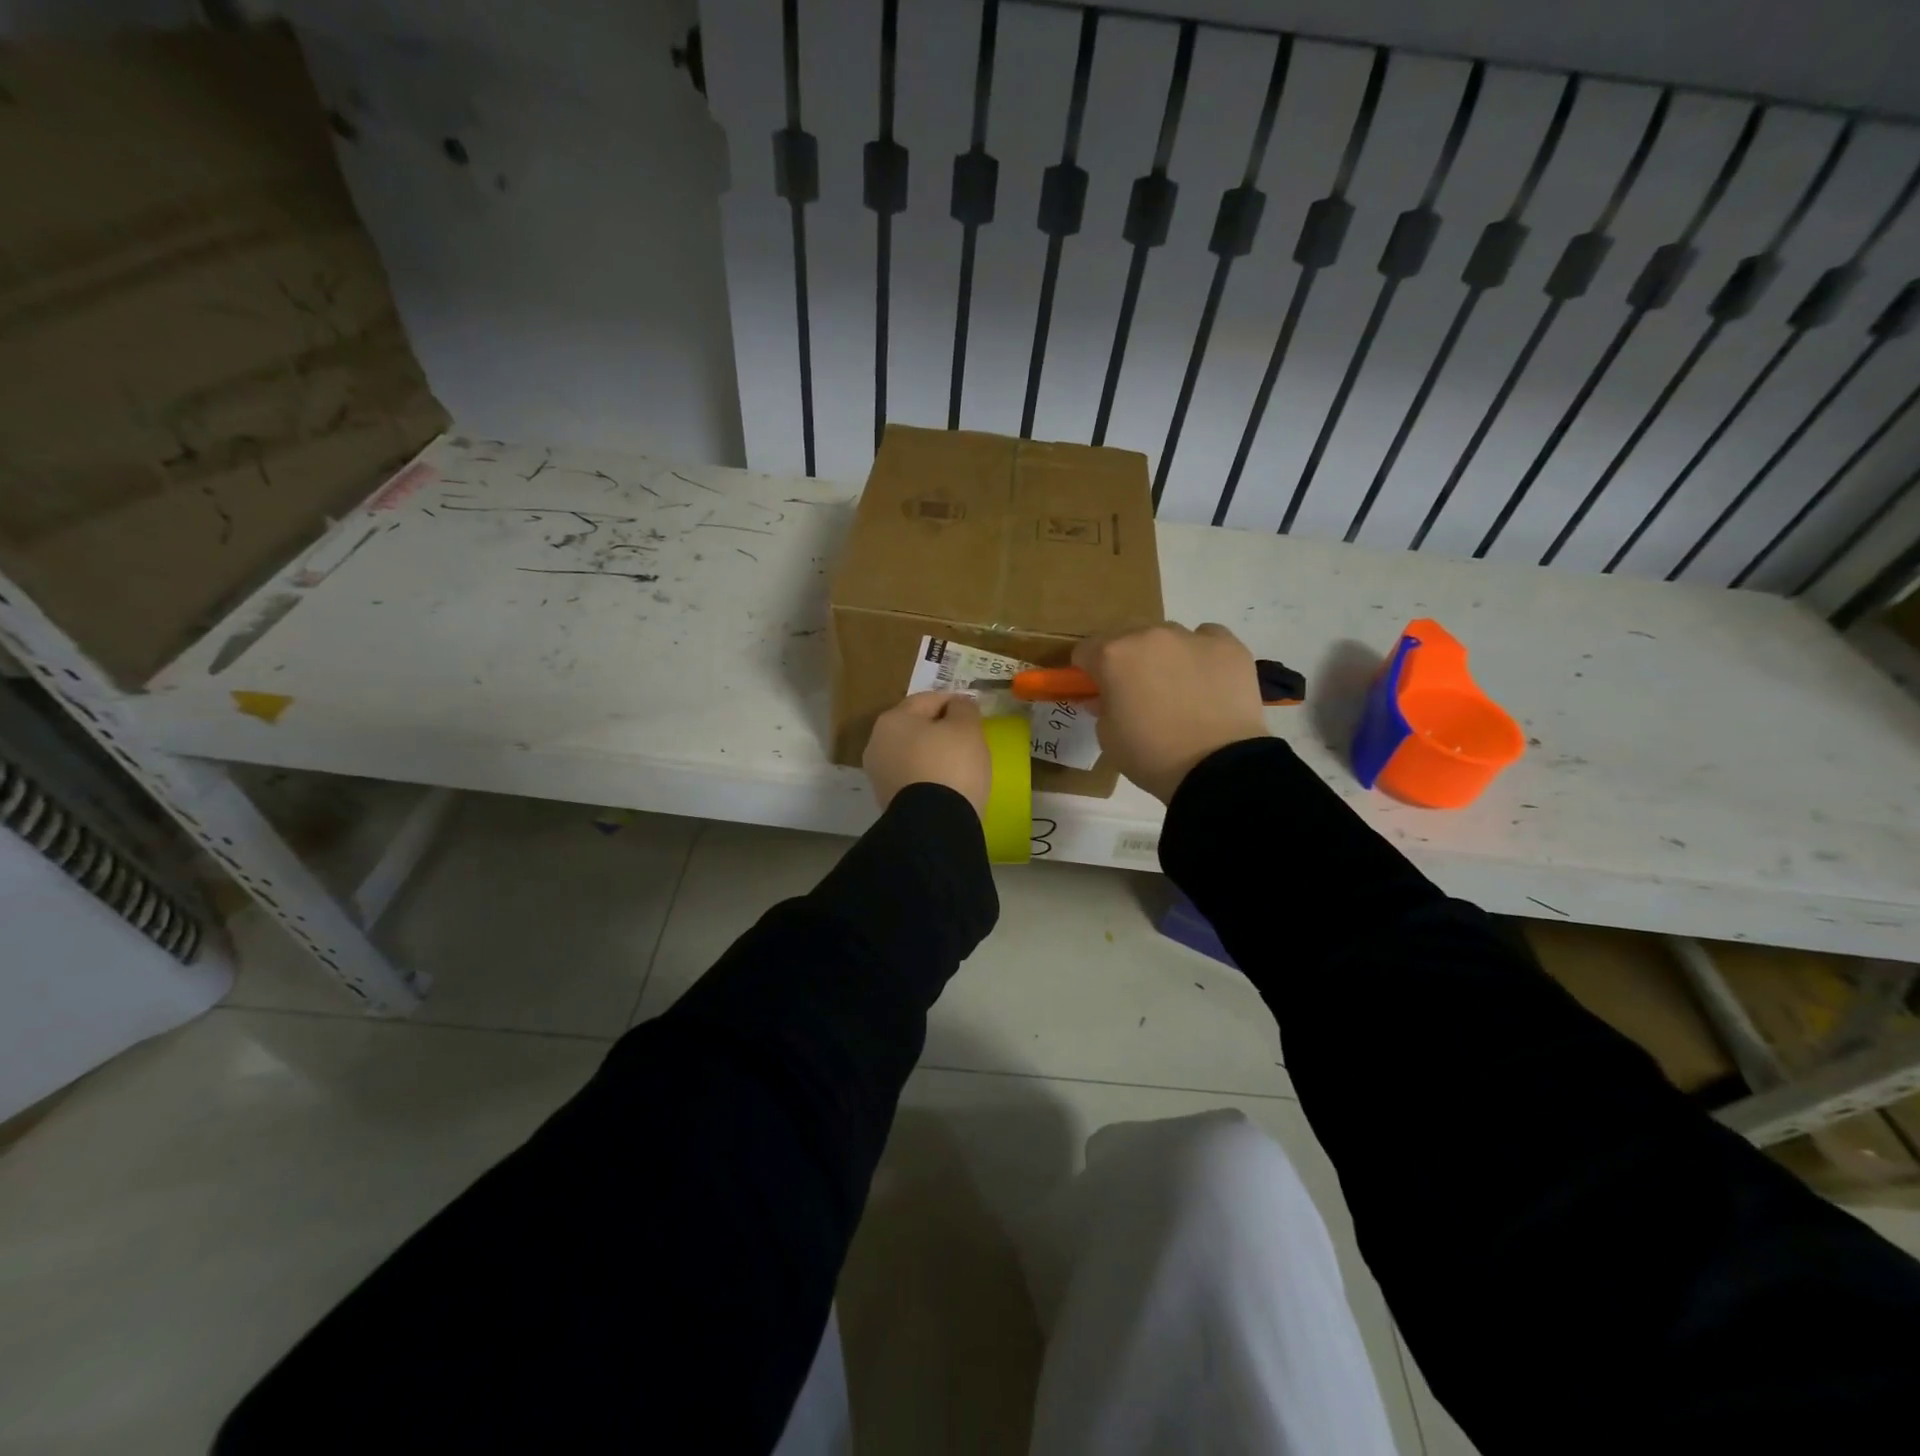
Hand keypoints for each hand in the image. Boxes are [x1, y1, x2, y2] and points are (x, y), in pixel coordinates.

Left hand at [864, 691, 991, 815]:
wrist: (934, 825)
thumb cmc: (951, 766)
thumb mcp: (967, 728)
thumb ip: (964, 709)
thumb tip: (957, 706)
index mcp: (892, 719)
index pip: (928, 700)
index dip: (954, 702)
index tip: (974, 713)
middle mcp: (877, 744)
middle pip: (916, 727)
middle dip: (940, 730)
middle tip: (968, 739)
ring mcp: (879, 775)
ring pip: (912, 754)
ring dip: (933, 754)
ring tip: (960, 764)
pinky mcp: (887, 801)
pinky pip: (912, 778)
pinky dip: (928, 776)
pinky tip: (947, 784)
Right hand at [1072, 622, 1268, 803]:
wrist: (1217, 767)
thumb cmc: (1151, 754)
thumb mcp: (1108, 737)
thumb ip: (1102, 707)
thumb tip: (1107, 697)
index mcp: (1113, 656)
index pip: (1085, 650)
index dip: (1087, 671)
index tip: (1096, 690)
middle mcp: (1150, 635)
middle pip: (1127, 636)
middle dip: (1125, 658)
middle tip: (1136, 691)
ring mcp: (1192, 637)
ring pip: (1167, 636)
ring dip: (1163, 655)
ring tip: (1178, 689)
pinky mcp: (1229, 645)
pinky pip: (1207, 638)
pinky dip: (1201, 654)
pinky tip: (1206, 680)